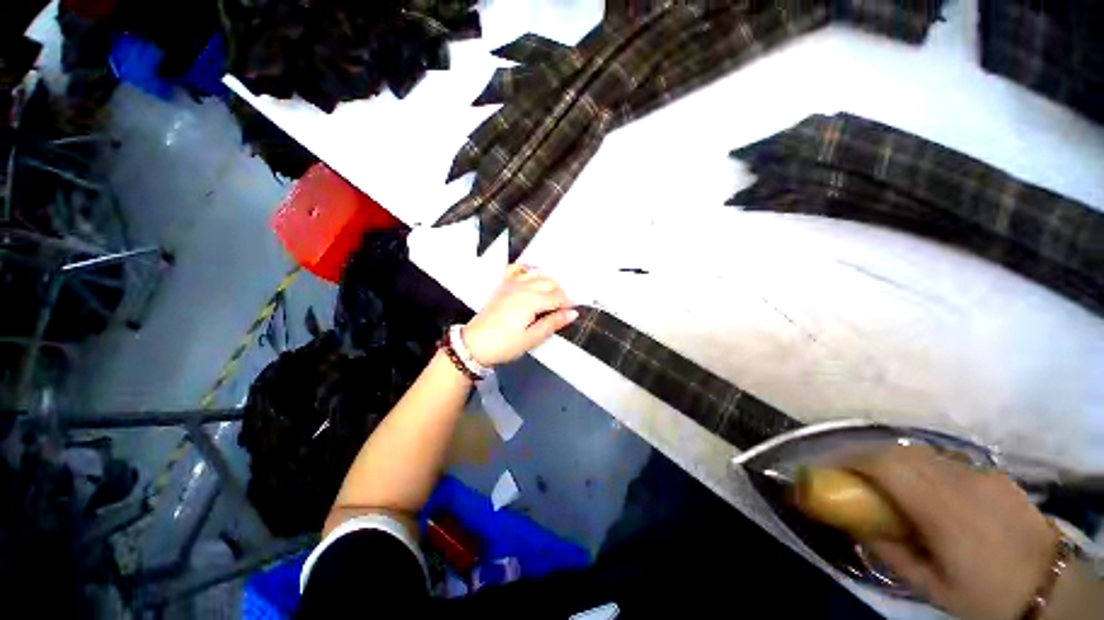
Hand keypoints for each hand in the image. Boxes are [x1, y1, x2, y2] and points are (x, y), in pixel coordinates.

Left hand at [462, 265, 577, 366]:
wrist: (474, 344)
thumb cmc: (505, 345)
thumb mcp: (531, 338)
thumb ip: (552, 323)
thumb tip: (573, 313)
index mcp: (531, 301)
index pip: (557, 297)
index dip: (568, 304)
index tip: (573, 312)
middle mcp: (523, 287)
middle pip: (549, 283)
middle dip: (560, 293)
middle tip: (563, 307)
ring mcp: (511, 284)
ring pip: (536, 274)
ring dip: (548, 281)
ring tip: (552, 295)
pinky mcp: (502, 286)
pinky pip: (517, 269)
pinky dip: (527, 269)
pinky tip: (532, 274)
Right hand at [847, 445, 1057, 619]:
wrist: (1049, 584)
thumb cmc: (985, 592)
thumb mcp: (932, 586)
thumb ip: (892, 553)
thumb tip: (859, 526)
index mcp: (941, 509)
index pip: (885, 466)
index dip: (851, 459)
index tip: (829, 466)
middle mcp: (957, 480)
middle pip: (899, 451)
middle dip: (865, 455)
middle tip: (849, 471)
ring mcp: (978, 472)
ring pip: (921, 451)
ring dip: (893, 458)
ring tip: (884, 478)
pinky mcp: (992, 472)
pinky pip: (945, 459)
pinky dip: (922, 465)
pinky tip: (927, 486)